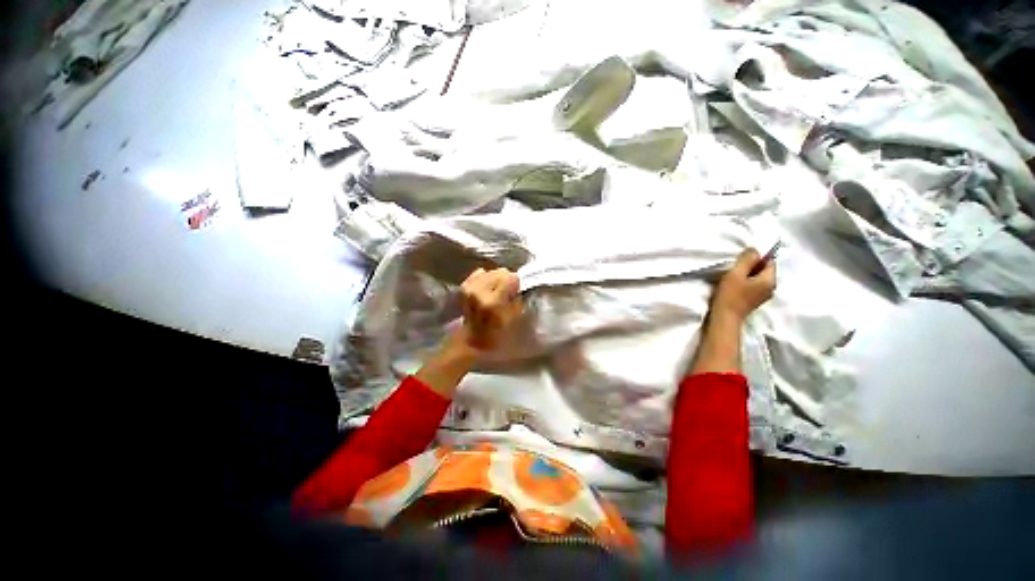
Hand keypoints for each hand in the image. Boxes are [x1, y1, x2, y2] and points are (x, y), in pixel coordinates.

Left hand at [455, 267, 522, 351]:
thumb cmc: (497, 333)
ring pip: (491, 271)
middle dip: (506, 280)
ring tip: (496, 291)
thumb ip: (517, 298)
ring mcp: (470, 287)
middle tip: (507, 292)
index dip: (516, 284)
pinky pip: (480, 272)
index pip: (510, 277)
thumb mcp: (513, 318)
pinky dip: (486, 278)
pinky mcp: (465, 286)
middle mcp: (480, 291)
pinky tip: (487, 288)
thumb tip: (517, 285)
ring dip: (496, 279)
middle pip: (501, 272)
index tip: (516, 291)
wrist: (473, 338)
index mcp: (493, 302)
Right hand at [712, 248, 775, 321]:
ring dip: (748, 275)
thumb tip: (755, 250)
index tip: (741, 260)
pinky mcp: (755, 301)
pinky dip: (746, 283)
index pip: (770, 261)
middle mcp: (771, 288)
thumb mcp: (736, 273)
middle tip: (735, 268)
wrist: (725, 317)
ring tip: (734, 277)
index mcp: (770, 280)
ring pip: (759, 278)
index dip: (757, 258)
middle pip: (765, 270)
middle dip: (752, 266)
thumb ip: (747, 260)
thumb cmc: (730, 295)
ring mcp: (764, 296)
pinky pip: (754, 286)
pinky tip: (735, 286)